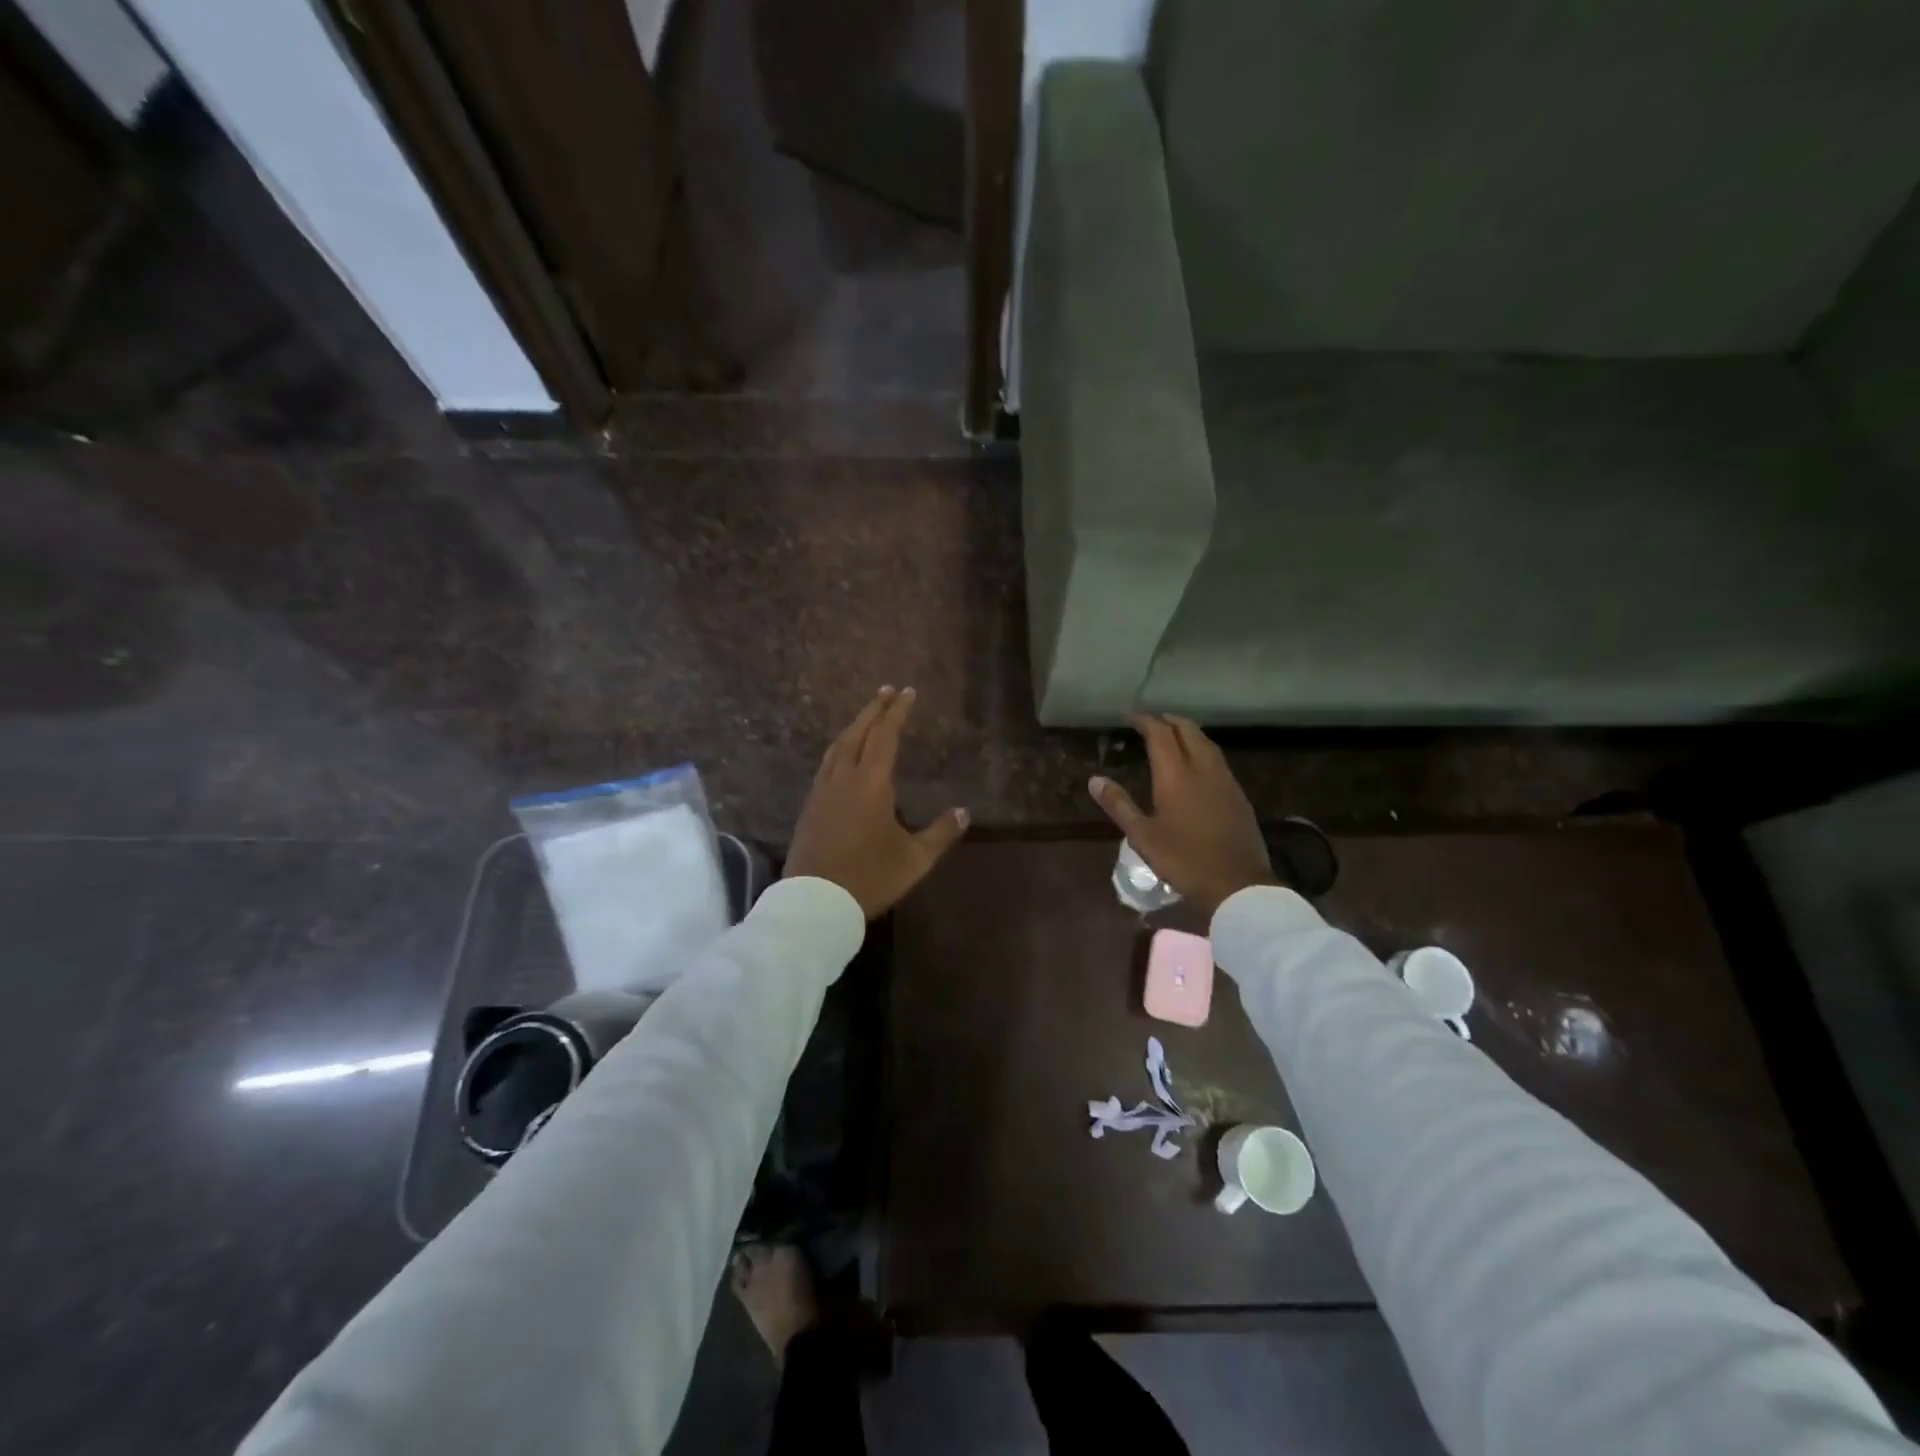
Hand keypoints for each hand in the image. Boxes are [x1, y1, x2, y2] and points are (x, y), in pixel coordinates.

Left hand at [784, 687, 969, 917]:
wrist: (815, 903)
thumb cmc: (869, 877)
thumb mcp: (914, 859)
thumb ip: (941, 833)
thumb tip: (964, 811)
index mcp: (870, 784)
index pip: (885, 736)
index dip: (897, 712)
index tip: (907, 692)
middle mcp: (843, 779)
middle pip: (857, 733)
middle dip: (873, 709)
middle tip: (887, 691)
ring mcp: (822, 792)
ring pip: (837, 747)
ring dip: (853, 727)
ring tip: (867, 718)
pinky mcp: (810, 807)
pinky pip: (826, 765)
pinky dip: (839, 749)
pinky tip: (843, 757)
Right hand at [1088, 713, 1275, 917]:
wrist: (1236, 883)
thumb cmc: (1183, 859)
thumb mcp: (1142, 835)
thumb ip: (1119, 804)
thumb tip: (1095, 780)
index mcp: (1176, 775)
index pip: (1160, 734)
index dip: (1145, 720)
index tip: (1130, 716)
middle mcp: (1202, 768)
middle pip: (1188, 730)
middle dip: (1168, 720)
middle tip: (1151, 721)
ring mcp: (1225, 780)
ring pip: (1207, 743)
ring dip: (1188, 732)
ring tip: (1173, 735)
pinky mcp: (1238, 794)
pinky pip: (1218, 759)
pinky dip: (1203, 749)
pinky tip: (1197, 764)